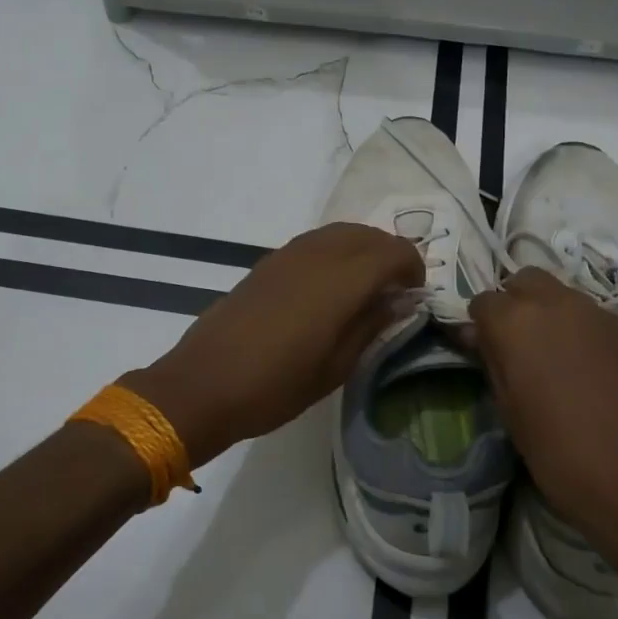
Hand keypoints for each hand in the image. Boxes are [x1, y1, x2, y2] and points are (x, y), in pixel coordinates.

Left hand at [124, 222, 422, 466]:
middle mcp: (317, 255)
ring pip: (340, 232)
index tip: (415, 296)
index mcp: (340, 281)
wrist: (202, 384)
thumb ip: (372, 325)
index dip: (413, 267)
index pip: (393, 251)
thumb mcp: (335, 368)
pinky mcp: (268, 262)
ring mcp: (289, 254)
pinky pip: (315, 242)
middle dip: (390, 255)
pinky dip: (336, 252)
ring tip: (366, 288)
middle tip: (395, 291)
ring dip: (363, 249)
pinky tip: (330, 287)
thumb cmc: (275, 387)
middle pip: (368, 234)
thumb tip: (401, 300)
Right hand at [468, 268, 617, 577]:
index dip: (478, 325)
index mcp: (515, 321)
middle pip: (523, 281)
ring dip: (546, 312)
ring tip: (548, 356)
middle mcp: (554, 302)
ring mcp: (596, 312)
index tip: (479, 350)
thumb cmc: (561, 454)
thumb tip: (479, 338)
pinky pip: (589, 314)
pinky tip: (581, 365)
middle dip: (513, 304)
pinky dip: (577, 327)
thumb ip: (493, 363)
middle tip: (513, 345)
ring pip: (559, 293)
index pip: (483, 302)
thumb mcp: (510, 412)